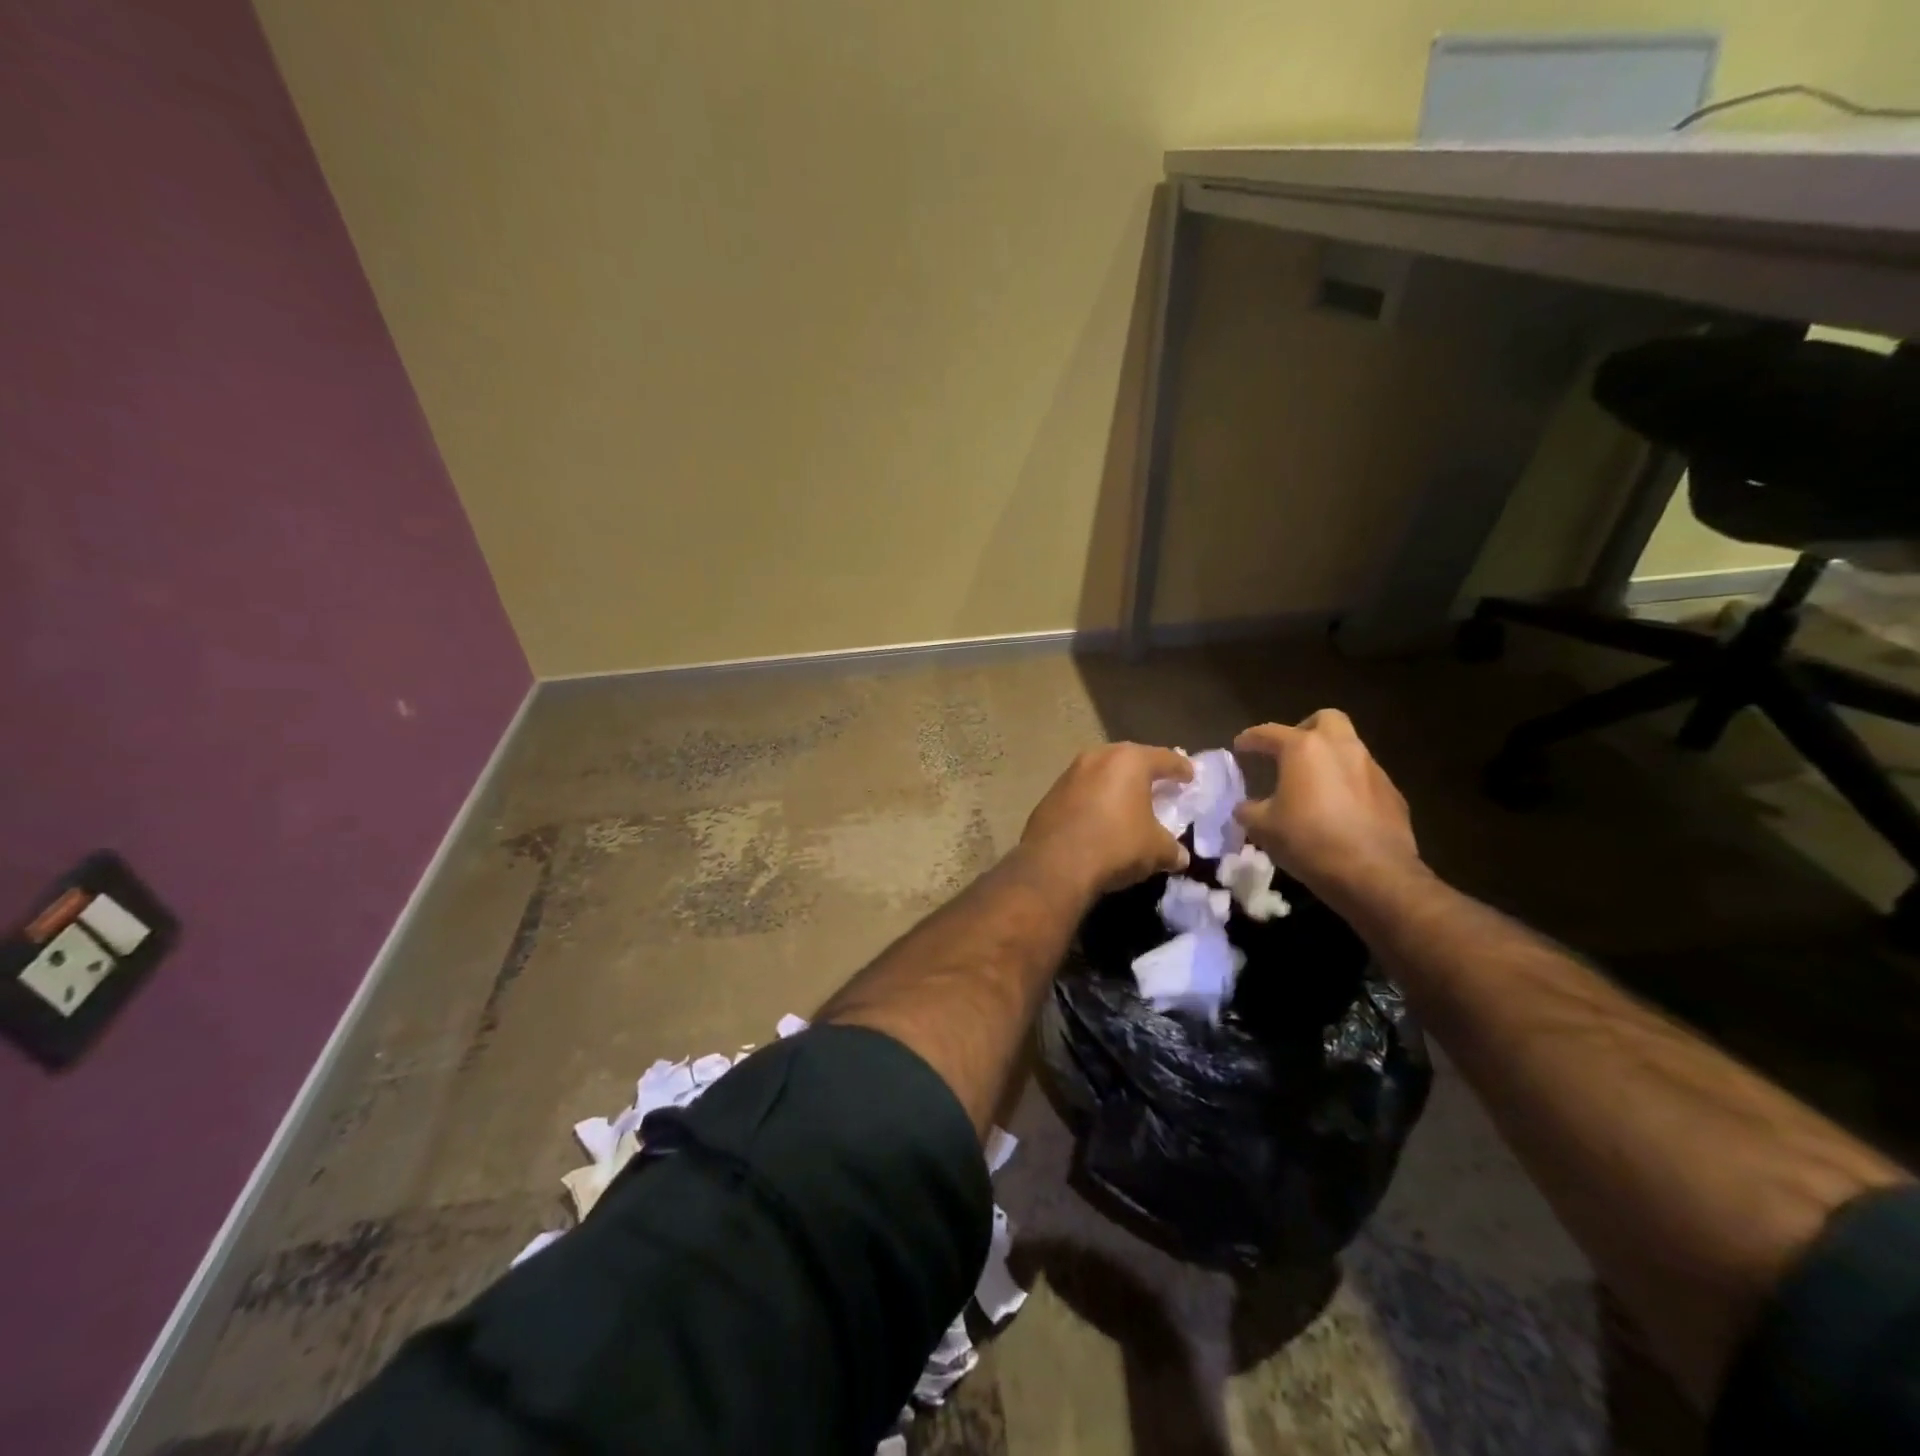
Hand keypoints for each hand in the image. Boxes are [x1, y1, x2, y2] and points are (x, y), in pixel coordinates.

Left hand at [1021, 743, 1192, 895]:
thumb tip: (1180, 856)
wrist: (1055, 864)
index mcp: (1129, 761)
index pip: (1164, 758)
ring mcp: (1069, 774)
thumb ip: (1173, 848)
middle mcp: (1097, 758)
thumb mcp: (1156, 850)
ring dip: (1115, 784)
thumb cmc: (1115, 846)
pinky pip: (1081, 791)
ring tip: (1127, 802)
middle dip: (1145, 771)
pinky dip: (1093, 799)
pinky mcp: (1049, 794)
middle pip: (1129, 758)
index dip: (1180, 768)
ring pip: (1101, 772)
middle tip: (1159, 784)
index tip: (1189, 776)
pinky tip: (1098, 817)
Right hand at [1232, 711, 1421, 899]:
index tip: (1240, 745)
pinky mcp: (1392, 794)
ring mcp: (1372, 769)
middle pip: (1325, 719)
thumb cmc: (1309, 841)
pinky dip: (1348, 785)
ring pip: (1349, 748)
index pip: (1270, 733)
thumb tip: (1245, 807)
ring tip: (1313, 785)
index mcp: (1305, 749)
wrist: (1374, 874)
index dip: (1251, 738)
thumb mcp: (1263, 828)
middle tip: (1289, 752)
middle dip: (1305, 729)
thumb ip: (1249, 810)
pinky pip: (1364, 778)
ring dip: (1329, 759)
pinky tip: (1339, 810)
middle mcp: (1341, 748)